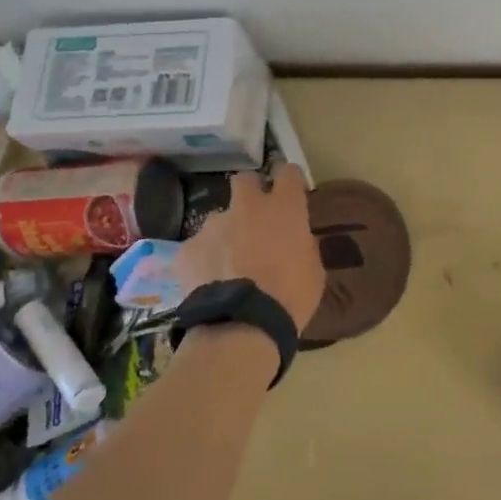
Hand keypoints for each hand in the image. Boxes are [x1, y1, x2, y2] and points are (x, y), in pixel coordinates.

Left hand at [175, 164, 325, 330]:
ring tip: (229, 266)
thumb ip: (303, 246)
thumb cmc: (289, 297)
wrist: (241, 326)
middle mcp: (246, 207)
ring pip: (219, 219)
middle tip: (255, 218)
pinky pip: (199, 248)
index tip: (291, 192)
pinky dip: (205, 260)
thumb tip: (297, 240)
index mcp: (284, 209)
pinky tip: (210, 283)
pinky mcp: (187, 248)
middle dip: (250, 192)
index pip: (288, 173)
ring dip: (226, 234)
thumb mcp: (313, 271)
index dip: (289, 180)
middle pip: (244, 180)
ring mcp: (212, 226)